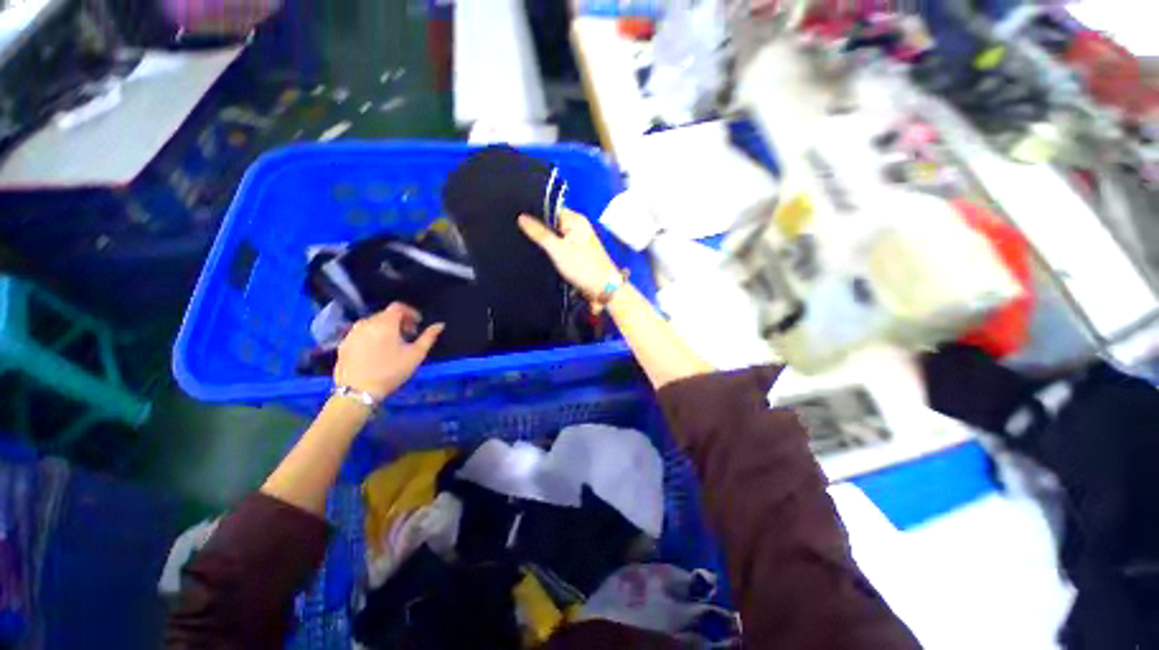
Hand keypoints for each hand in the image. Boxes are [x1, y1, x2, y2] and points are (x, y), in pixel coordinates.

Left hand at [334, 303, 443, 399]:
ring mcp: (352, 333)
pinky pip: (361, 333)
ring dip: (385, 328)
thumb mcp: (415, 355)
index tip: (418, 324)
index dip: (411, 312)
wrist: (357, 391)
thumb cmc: (391, 371)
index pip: (398, 306)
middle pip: (385, 314)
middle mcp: (366, 323)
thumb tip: (440, 325)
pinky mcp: (344, 343)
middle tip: (408, 335)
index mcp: (385, 323)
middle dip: (399, 321)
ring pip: (373, 323)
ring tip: (393, 344)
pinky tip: (377, 351)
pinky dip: (372, 336)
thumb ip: (428, 337)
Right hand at [519, 208, 618, 298]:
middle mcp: (578, 227)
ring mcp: (578, 241)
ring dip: (545, 243)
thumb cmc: (582, 267)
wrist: (603, 288)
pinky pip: (560, 248)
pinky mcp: (577, 254)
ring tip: (528, 246)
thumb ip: (539, 233)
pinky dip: (552, 252)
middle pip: (552, 223)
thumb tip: (521, 217)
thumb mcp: (557, 249)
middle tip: (521, 236)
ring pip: (555, 237)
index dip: (535, 214)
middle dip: (539, 230)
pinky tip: (541, 256)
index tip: (518, 221)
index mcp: (575, 220)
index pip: (550, 209)